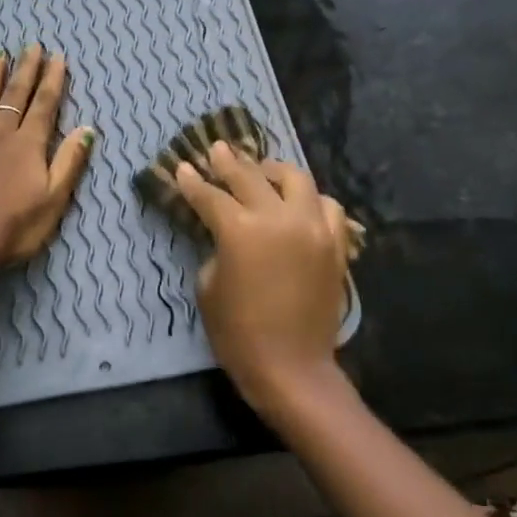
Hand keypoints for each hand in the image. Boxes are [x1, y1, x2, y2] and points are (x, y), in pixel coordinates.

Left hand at [0, 45, 96, 264]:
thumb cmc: (17, 225)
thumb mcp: (55, 199)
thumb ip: (69, 161)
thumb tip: (87, 129)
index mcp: (30, 143)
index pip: (45, 104)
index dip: (52, 80)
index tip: (57, 58)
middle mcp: (1, 132)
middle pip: (16, 94)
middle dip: (26, 69)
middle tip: (32, 46)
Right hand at [174, 142, 351, 410]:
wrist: (291, 367)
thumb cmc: (237, 332)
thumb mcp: (209, 286)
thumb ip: (215, 249)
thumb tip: (223, 233)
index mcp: (241, 231)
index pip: (211, 196)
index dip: (192, 182)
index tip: (181, 167)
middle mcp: (280, 219)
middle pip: (251, 177)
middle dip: (229, 162)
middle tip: (216, 150)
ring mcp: (313, 229)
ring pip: (296, 180)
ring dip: (274, 171)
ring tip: (261, 171)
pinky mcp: (335, 244)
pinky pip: (327, 207)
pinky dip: (309, 199)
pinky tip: (298, 204)